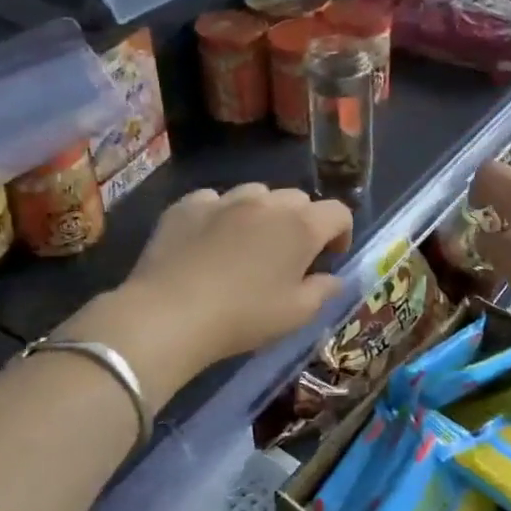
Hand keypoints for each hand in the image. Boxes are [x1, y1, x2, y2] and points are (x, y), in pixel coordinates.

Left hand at [72, 184, 352, 403]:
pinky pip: (215, 200)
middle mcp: (267, 202)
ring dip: (263, 213)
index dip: (341, 233)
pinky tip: (209, 241)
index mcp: (301, 226)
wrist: (169, 314)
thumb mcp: (296, 315)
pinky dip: (221, 215)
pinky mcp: (187, 205)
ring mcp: (224, 199)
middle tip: (289, 255)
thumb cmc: (243, 317)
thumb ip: (323, 291)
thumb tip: (333, 278)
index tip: (330, 257)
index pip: (338, 212)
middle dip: (302, 222)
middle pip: (298, 199)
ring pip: (256, 193)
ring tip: (249, 243)